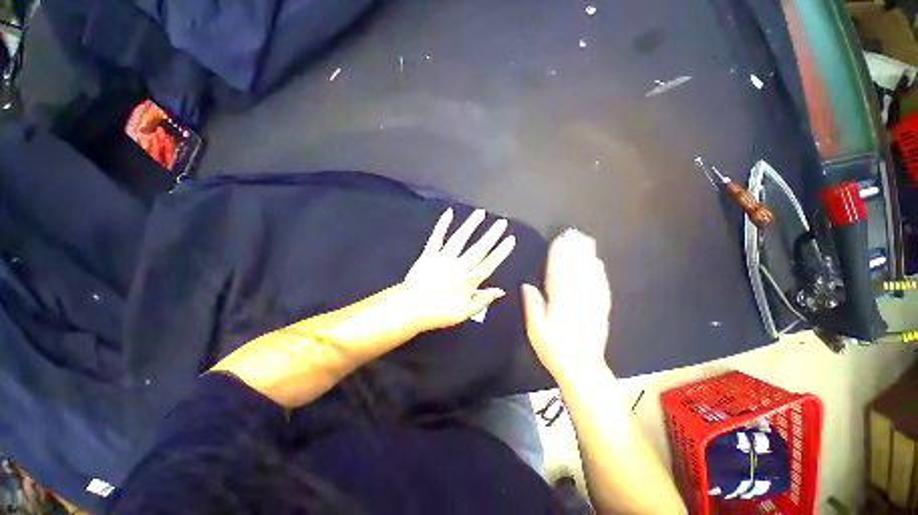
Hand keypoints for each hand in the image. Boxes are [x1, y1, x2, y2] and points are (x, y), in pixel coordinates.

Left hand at [401, 208, 515, 331]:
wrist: (411, 309)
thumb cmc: (439, 312)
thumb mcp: (466, 312)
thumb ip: (484, 299)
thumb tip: (501, 291)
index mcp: (468, 281)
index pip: (489, 263)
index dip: (501, 251)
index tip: (510, 239)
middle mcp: (458, 267)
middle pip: (478, 249)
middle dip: (492, 235)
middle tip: (502, 222)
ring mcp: (443, 259)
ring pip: (460, 239)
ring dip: (471, 225)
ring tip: (480, 213)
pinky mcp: (429, 255)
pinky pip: (436, 238)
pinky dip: (442, 225)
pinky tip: (449, 213)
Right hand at [521, 229, 611, 381]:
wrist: (582, 369)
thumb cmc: (554, 350)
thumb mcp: (535, 331)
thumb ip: (533, 306)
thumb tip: (527, 285)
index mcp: (559, 303)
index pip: (557, 274)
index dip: (557, 256)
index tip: (558, 240)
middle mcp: (577, 299)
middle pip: (575, 270)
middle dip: (573, 249)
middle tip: (573, 232)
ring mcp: (592, 303)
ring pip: (589, 275)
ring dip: (586, 255)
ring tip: (585, 240)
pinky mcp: (602, 309)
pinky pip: (602, 287)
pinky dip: (600, 273)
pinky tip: (598, 262)